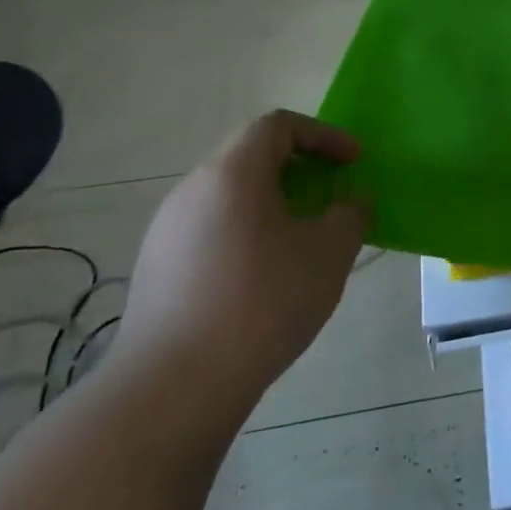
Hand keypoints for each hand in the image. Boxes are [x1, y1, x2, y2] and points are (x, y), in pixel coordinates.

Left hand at [115, 111, 369, 414]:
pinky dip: (247, 230)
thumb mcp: (330, 253)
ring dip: (273, 201)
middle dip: (300, 168)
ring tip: (304, 238)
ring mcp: (167, 229)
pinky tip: (265, 275)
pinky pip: (211, 227)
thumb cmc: (263, 302)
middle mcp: (192, 189)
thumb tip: (351, 201)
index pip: (277, 125)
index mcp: (232, 174)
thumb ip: (351, 213)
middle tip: (332, 196)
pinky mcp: (157, 265)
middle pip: (250, 156)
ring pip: (230, 194)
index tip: (353, 162)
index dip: (323, 135)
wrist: (175, 384)